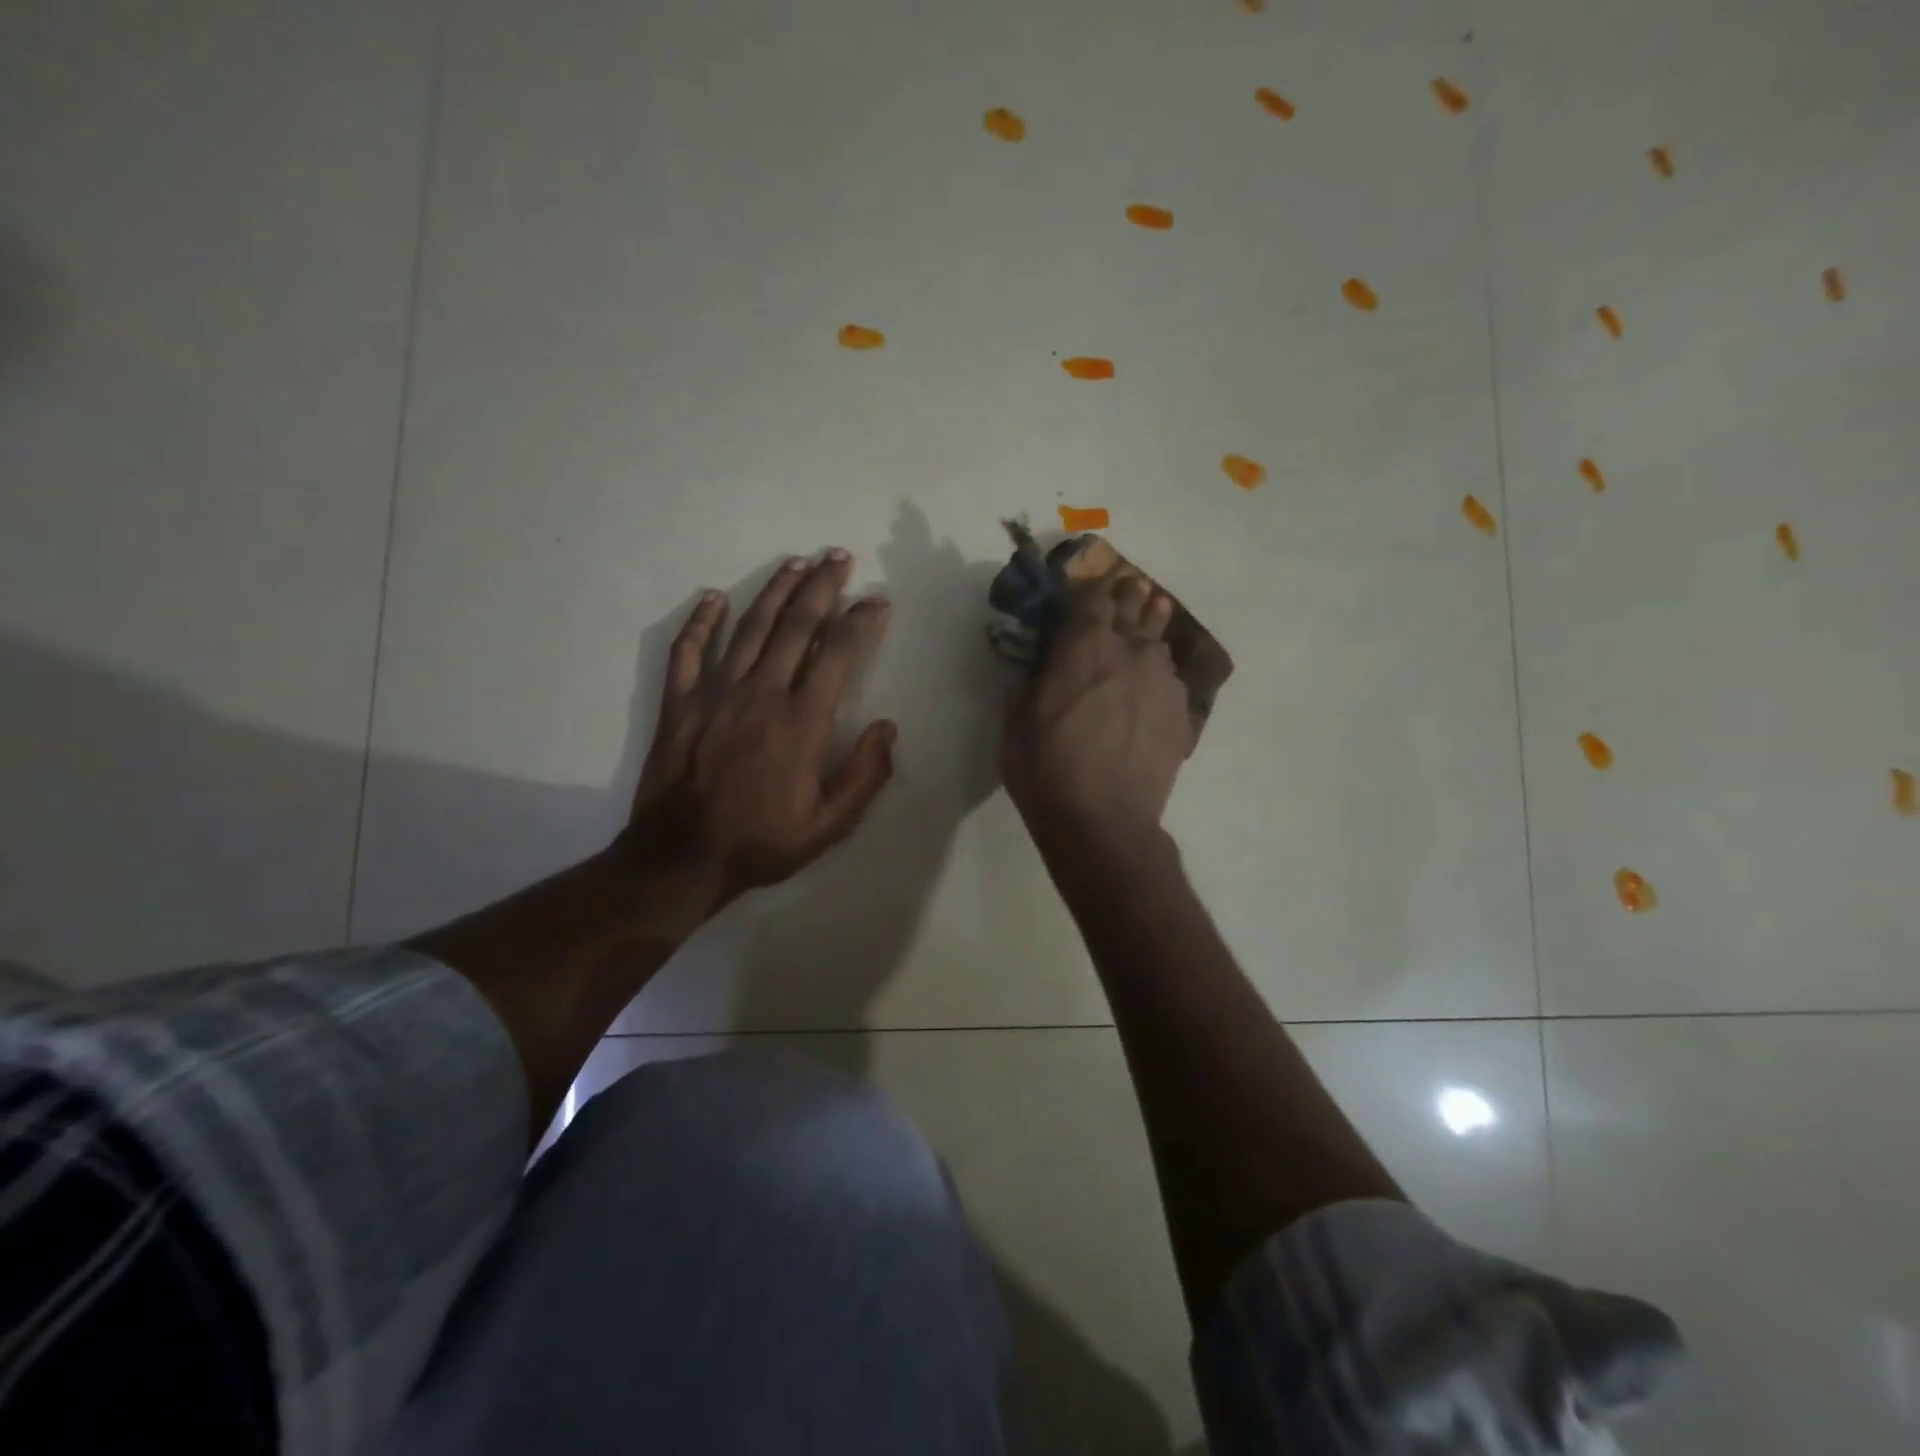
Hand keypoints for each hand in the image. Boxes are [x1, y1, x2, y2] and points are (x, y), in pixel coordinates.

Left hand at [623, 550, 895, 904]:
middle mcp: (760, 694)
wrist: (680, 859)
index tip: (877, 600)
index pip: (838, 654)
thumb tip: (887, 727)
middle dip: (821, 586)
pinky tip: (713, 597)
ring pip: (750, 628)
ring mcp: (715, 694)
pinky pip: (688, 651)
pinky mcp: (679, 703)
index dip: (860, 621)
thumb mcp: (829, 825)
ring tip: (795, 563)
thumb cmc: (761, 843)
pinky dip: (701, 621)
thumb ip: (865, 775)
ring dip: (774, 591)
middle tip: (838, 556)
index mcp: (801, 721)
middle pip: (796, 625)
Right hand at [1002, 573, 1193, 856]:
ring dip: (1150, 627)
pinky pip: (1171, 678)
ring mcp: (1162, 680)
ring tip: (1152, 616)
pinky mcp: (1181, 712)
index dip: (1091, 588)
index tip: (1088, 586)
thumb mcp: (1015, 721)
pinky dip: (1160, 673)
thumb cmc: (1046, 769)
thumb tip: (1037, 663)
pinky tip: (1156, 682)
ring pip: (1158, 640)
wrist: (1104, 821)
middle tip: (1127, 590)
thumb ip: (1027, 680)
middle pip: (1133, 608)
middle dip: (1127, 597)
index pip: (1093, 596)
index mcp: (1083, 644)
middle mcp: (1129, 650)